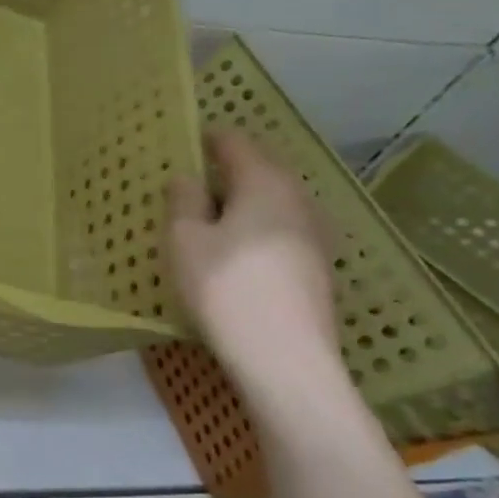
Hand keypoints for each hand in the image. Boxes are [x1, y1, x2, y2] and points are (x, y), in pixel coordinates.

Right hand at [166, 131, 343, 405]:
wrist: (286, 359)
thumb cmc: (226, 288)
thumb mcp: (184, 240)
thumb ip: (183, 201)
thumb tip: (189, 178)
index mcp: (264, 182)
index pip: (235, 142)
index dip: (207, 138)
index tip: (182, 143)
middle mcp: (297, 199)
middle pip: (259, 169)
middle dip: (225, 171)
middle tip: (188, 184)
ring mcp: (314, 235)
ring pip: (271, 203)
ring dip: (241, 204)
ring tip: (207, 219)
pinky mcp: (316, 267)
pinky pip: (279, 231)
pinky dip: (255, 230)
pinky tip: (234, 253)